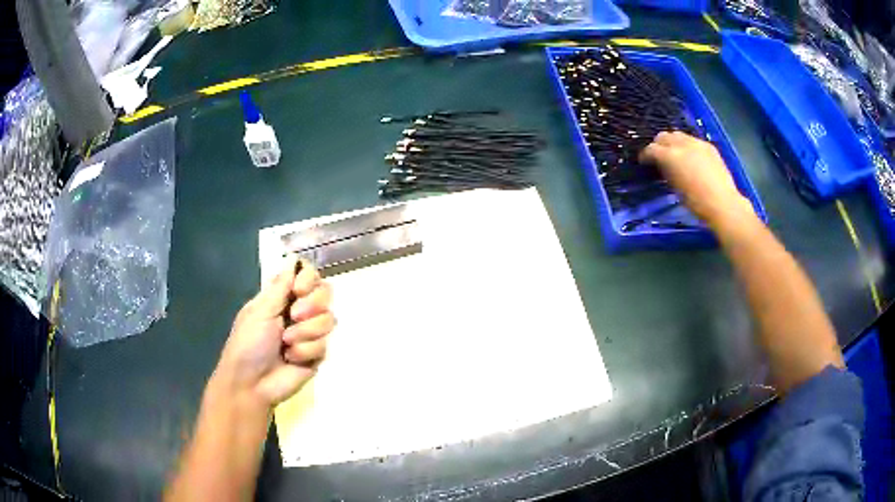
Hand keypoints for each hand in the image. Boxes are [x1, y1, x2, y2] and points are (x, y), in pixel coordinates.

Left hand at [214, 254, 334, 408]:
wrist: (251, 383)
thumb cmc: (248, 344)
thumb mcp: (259, 311)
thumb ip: (279, 287)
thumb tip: (292, 258)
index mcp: (281, 297)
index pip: (307, 275)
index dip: (309, 279)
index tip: (298, 290)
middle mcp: (298, 311)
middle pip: (325, 293)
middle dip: (312, 305)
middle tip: (294, 317)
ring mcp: (309, 333)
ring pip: (328, 319)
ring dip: (306, 332)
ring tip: (286, 344)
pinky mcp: (316, 354)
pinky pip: (324, 344)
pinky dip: (306, 351)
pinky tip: (291, 358)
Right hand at [639, 131, 753, 228]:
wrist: (723, 203)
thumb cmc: (696, 202)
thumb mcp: (675, 187)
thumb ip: (667, 171)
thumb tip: (662, 165)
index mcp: (671, 156)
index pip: (652, 149)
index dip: (646, 155)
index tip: (644, 162)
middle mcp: (682, 144)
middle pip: (664, 136)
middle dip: (659, 144)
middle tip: (658, 156)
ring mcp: (697, 143)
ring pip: (679, 135)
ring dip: (673, 142)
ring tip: (675, 154)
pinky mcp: (709, 146)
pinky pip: (693, 140)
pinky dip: (687, 146)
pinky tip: (691, 157)